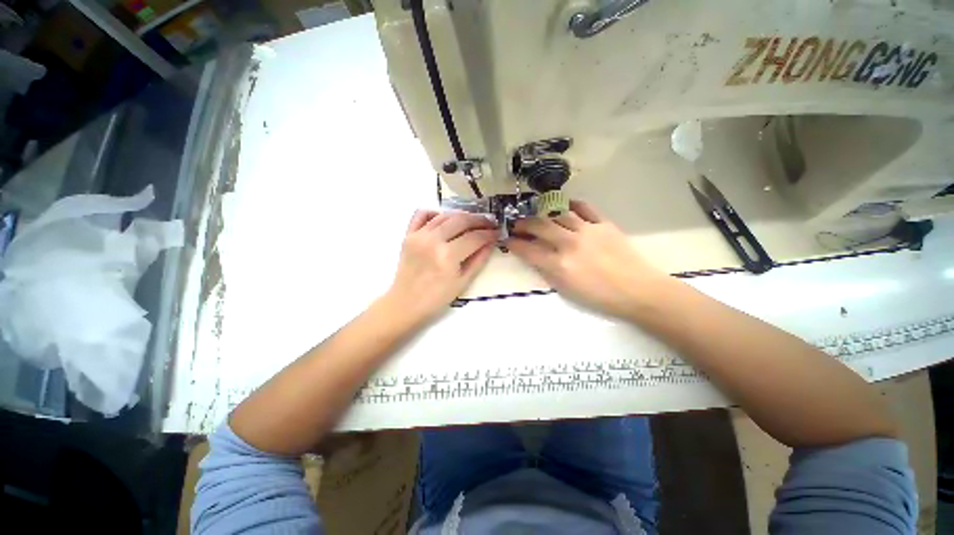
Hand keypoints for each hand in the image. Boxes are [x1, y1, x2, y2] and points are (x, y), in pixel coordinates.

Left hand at [383, 210, 496, 324]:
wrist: (406, 303)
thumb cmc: (437, 297)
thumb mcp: (463, 282)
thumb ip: (479, 260)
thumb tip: (491, 242)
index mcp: (448, 256)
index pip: (475, 237)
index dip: (489, 233)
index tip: (498, 232)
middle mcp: (433, 241)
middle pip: (461, 220)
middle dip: (479, 220)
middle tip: (489, 222)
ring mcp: (419, 236)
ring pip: (445, 215)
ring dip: (462, 215)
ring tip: (472, 220)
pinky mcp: (408, 235)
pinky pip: (421, 214)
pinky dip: (435, 212)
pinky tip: (445, 219)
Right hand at [507, 200, 667, 318]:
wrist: (637, 291)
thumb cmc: (599, 297)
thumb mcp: (566, 290)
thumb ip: (547, 271)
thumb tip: (535, 256)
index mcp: (559, 264)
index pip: (528, 250)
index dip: (514, 244)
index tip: (507, 240)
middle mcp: (569, 243)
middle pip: (539, 226)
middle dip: (523, 224)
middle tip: (518, 225)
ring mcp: (587, 230)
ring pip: (558, 214)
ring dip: (544, 214)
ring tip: (539, 216)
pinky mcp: (604, 224)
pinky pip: (585, 208)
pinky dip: (572, 205)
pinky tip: (566, 206)